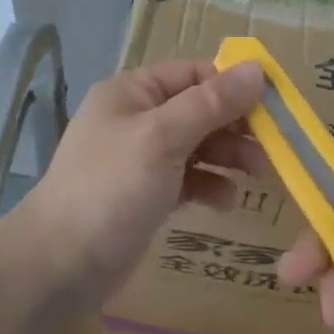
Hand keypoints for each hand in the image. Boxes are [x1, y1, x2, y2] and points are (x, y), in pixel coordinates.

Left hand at [17, 58, 266, 308]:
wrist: (58, 264)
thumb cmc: (110, 189)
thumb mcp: (162, 138)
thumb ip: (211, 103)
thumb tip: (258, 69)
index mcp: (133, 91)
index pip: (194, 73)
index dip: (233, 85)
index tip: (275, 106)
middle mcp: (137, 118)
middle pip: (199, 109)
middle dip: (236, 126)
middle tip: (274, 148)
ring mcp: (141, 158)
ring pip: (198, 145)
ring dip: (229, 156)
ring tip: (259, 175)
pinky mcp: (147, 194)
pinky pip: (188, 179)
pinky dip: (209, 185)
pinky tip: (226, 202)